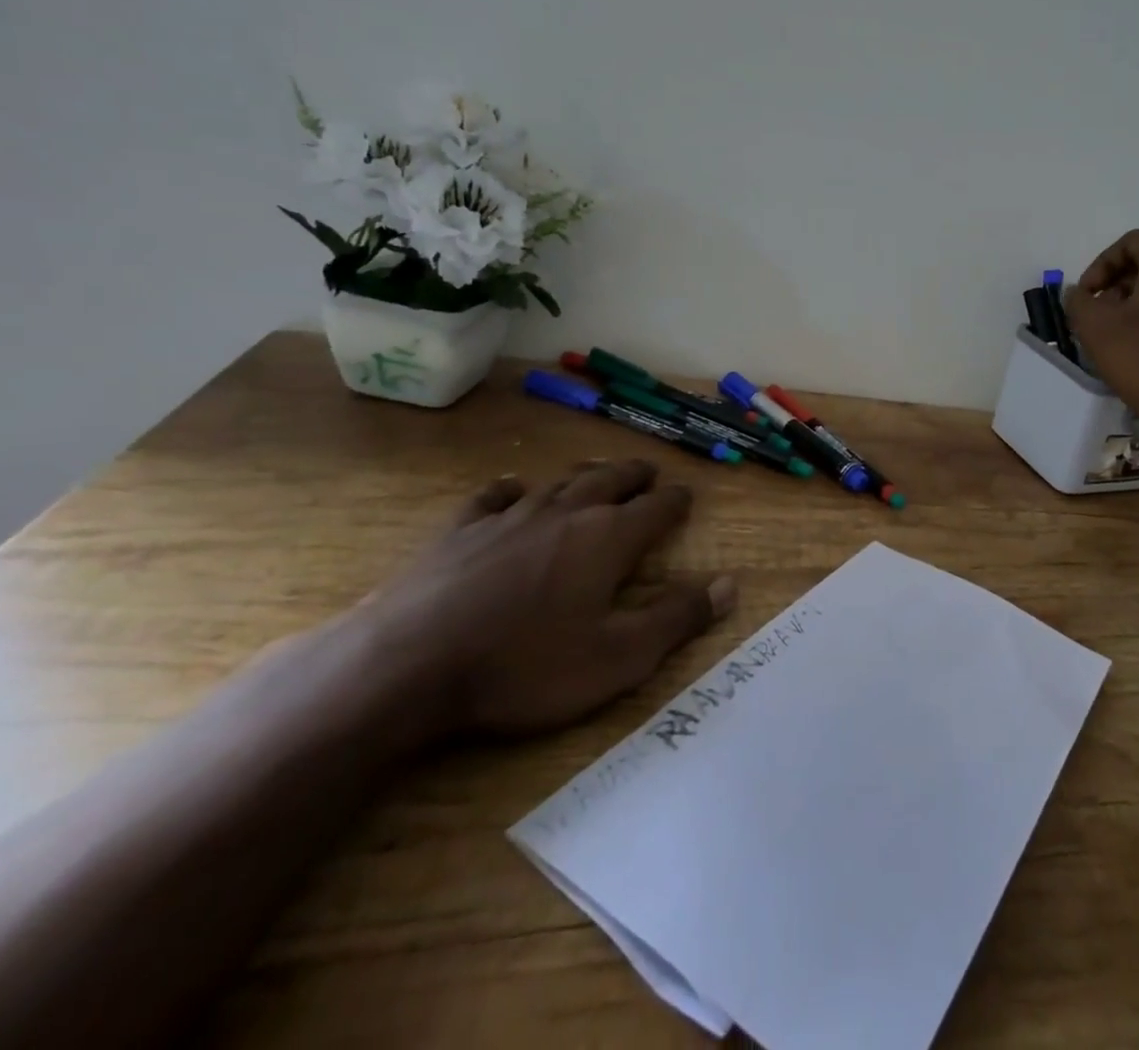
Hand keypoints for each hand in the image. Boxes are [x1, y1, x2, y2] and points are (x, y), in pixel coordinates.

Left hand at [357, 460, 735, 740]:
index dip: (676, 502)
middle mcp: (565, 514)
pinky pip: (492, 498)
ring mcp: (509, 518)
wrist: (407, 666)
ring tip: (597, 474)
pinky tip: (511, 489)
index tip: (687, 497)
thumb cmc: (525, 666)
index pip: (656, 508)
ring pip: (558, 483)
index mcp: (608, 539)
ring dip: (584, 476)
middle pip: (610, 481)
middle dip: (635, 476)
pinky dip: (509, 490)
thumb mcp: (618, 658)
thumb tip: (731, 585)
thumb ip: (678, 618)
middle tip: (648, 473)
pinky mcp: (460, 531)